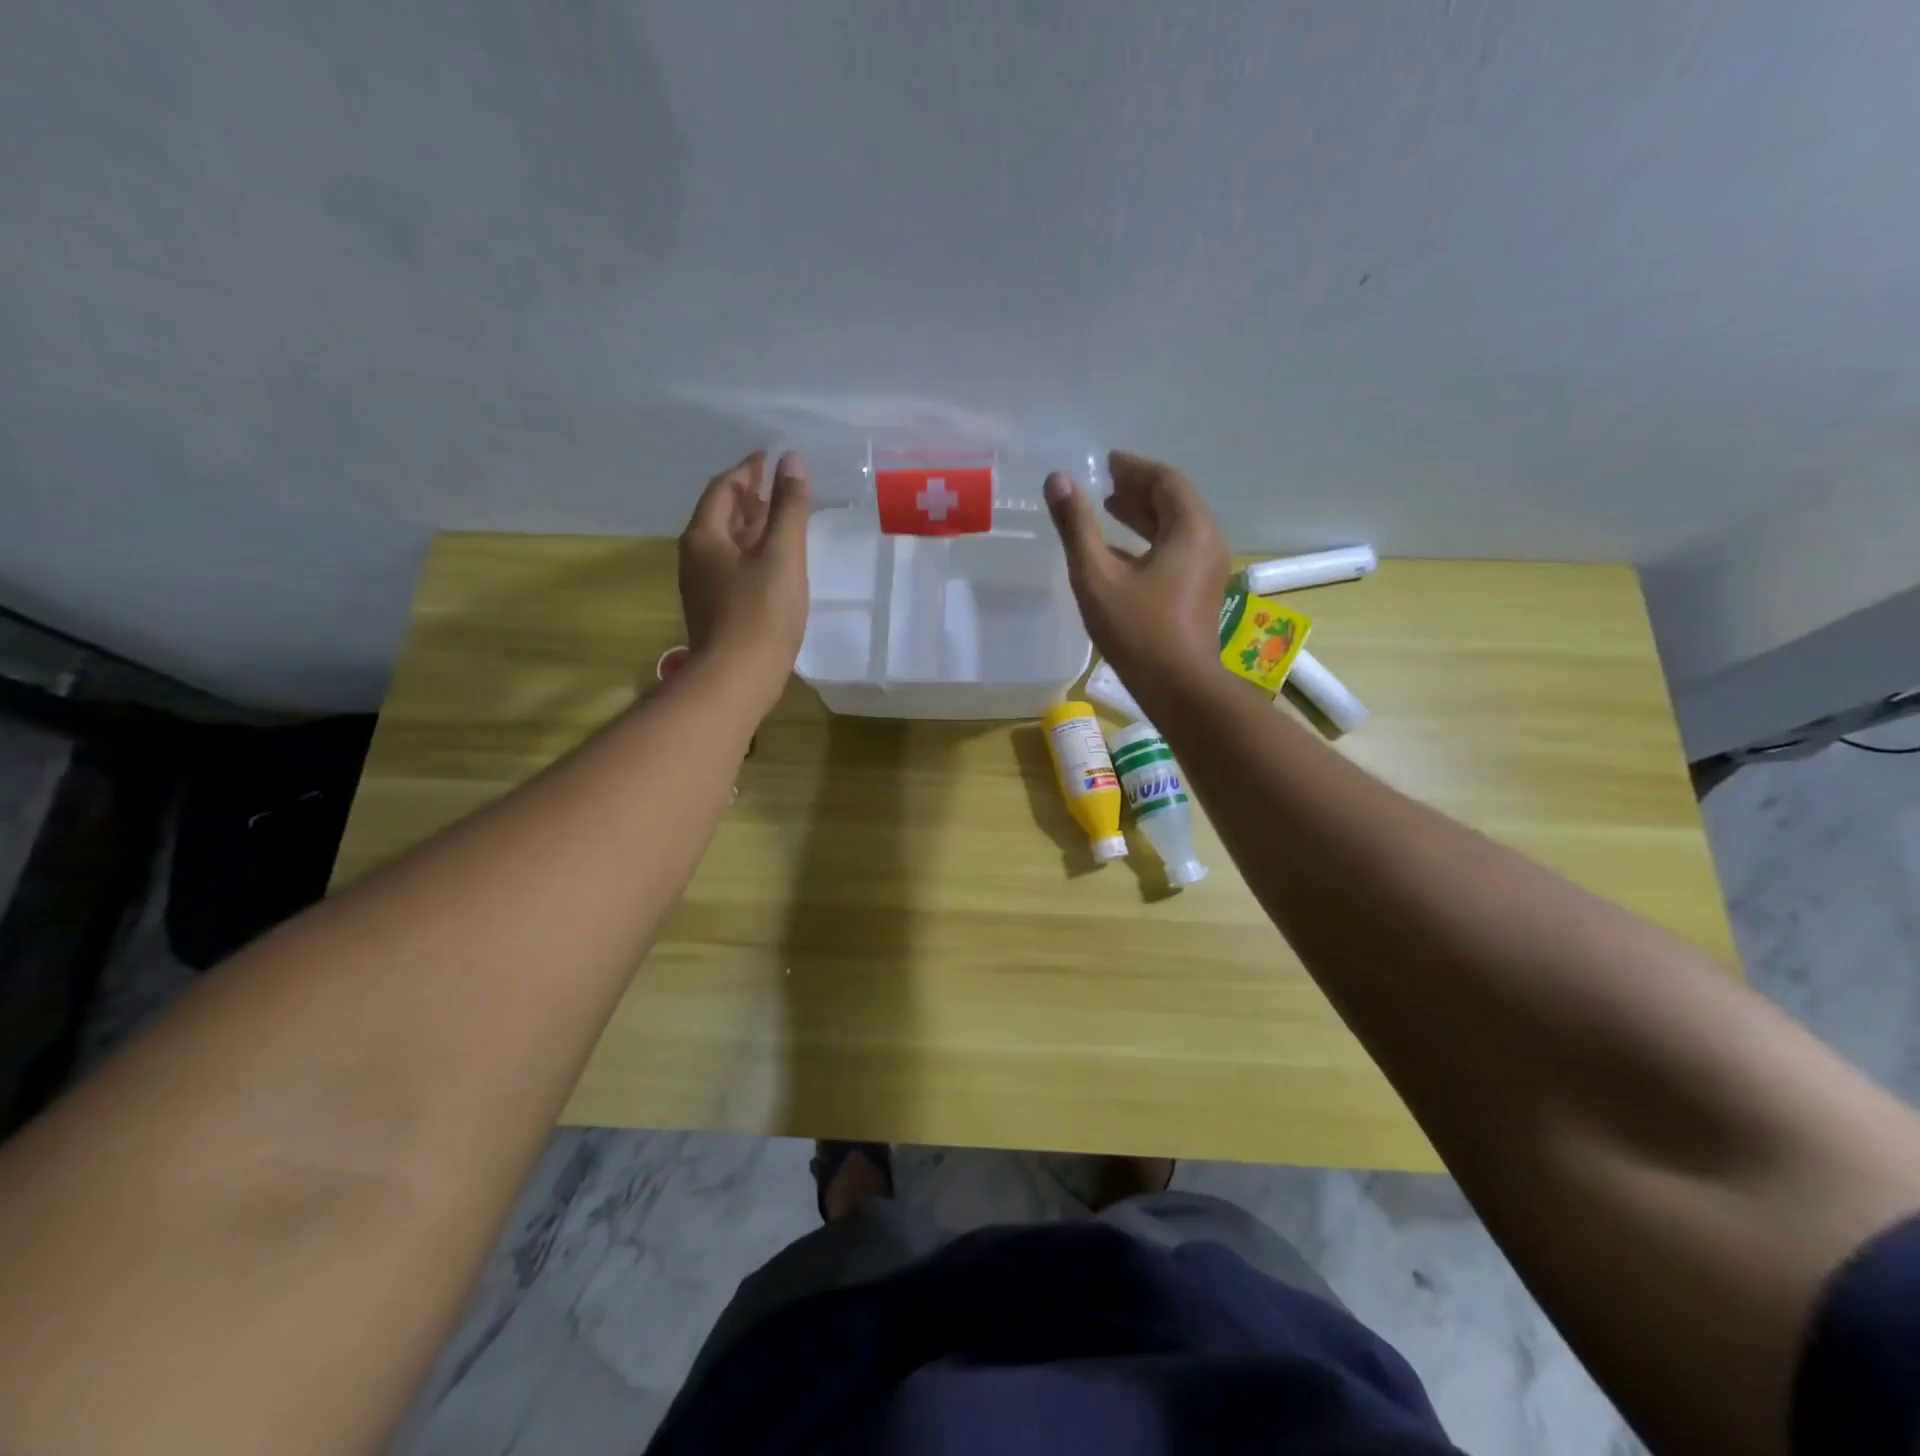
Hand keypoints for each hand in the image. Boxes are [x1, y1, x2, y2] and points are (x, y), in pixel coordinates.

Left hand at [678, 450, 811, 711]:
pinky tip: (773, 560)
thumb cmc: (761, 613)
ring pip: (727, 542)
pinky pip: (733, 566)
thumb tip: (793, 460)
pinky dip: (752, 551)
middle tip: (778, 483)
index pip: (724, 488)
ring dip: (751, 524)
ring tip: (779, 516)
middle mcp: (696, 555)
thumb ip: (789, 507)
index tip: (770, 458)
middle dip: (749, 495)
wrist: (737, 679)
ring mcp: (703, 585)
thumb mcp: (782, 555)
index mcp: (705, 536)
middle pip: (722, 514)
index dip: (748, 470)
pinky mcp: (716, 609)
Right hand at [1044, 451, 1230, 688]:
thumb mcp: (1097, 576)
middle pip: (1175, 501)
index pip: (1165, 481)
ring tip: (1110, 509)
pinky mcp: (1200, 591)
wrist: (1178, 687)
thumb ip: (1077, 526)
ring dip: (1144, 515)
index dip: (1134, 468)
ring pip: (1176, 527)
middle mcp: (1207, 542)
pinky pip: (1177, 550)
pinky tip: (1120, 551)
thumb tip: (1058, 481)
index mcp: (1190, 530)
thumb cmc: (1137, 631)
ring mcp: (1207, 569)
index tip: (1106, 462)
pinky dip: (1150, 540)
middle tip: (1104, 483)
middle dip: (1139, 489)